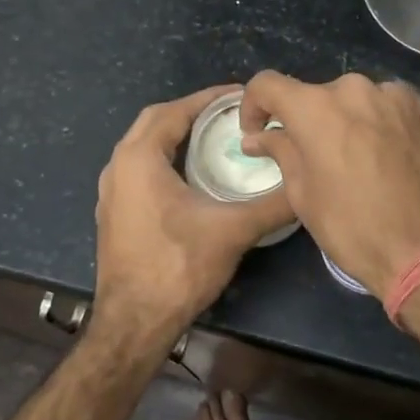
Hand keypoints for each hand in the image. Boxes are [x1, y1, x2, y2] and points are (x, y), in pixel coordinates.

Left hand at [94, 85, 295, 343]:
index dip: (208, 99)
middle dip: (191, 112)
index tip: (240, 95)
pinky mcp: (115, 214)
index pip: (175, 111)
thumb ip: (273, 204)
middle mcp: (118, 167)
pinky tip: (192, 176)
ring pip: (144, 146)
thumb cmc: (178, 267)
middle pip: (154, 122)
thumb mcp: (233, 230)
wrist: (134, 324)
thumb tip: (307, 184)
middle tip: (229, 114)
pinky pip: (139, 169)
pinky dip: (165, 159)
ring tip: (215, 138)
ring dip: (176, 135)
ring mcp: (112, 192)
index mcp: (139, 159)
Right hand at [239, 72, 419, 298]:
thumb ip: (280, 152)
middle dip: (306, 122)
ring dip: (345, 120)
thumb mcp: (303, 195)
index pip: (268, 84)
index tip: (258, 133)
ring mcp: (393, 95)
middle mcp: (354, 88)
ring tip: (354, 160)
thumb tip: (257, 137)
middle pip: (315, 95)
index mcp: (316, 107)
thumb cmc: (353, 226)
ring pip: (353, 100)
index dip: (253, 106)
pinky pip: (386, 106)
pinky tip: (383, 154)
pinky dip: (376, 122)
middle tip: (312, 159)